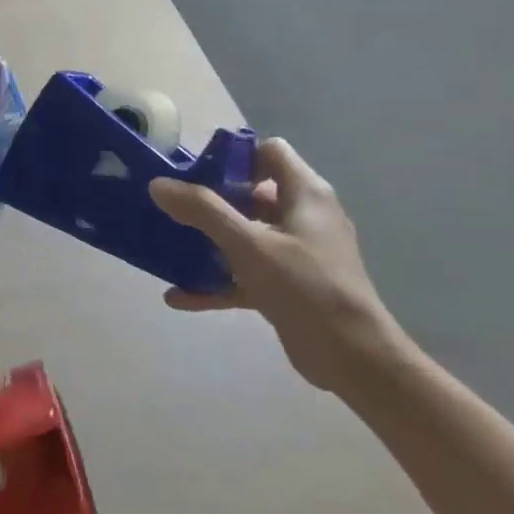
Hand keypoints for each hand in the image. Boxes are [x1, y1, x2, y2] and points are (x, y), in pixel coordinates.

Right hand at [149, 139, 409, 392]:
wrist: (355, 361)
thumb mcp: (249, 244)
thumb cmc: (306, 288)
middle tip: (174, 207)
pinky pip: (246, 274)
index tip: (196, 171)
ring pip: (247, 234)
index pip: (269, 152)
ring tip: (170, 244)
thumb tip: (158, 183)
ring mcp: (298, 253)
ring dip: (210, 241)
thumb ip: (203, 210)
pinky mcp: (289, 286)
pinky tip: (179, 295)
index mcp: (305, 195)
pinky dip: (217, 281)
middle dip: (211, 199)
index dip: (234, 156)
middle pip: (252, 192)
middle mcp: (304, 217)